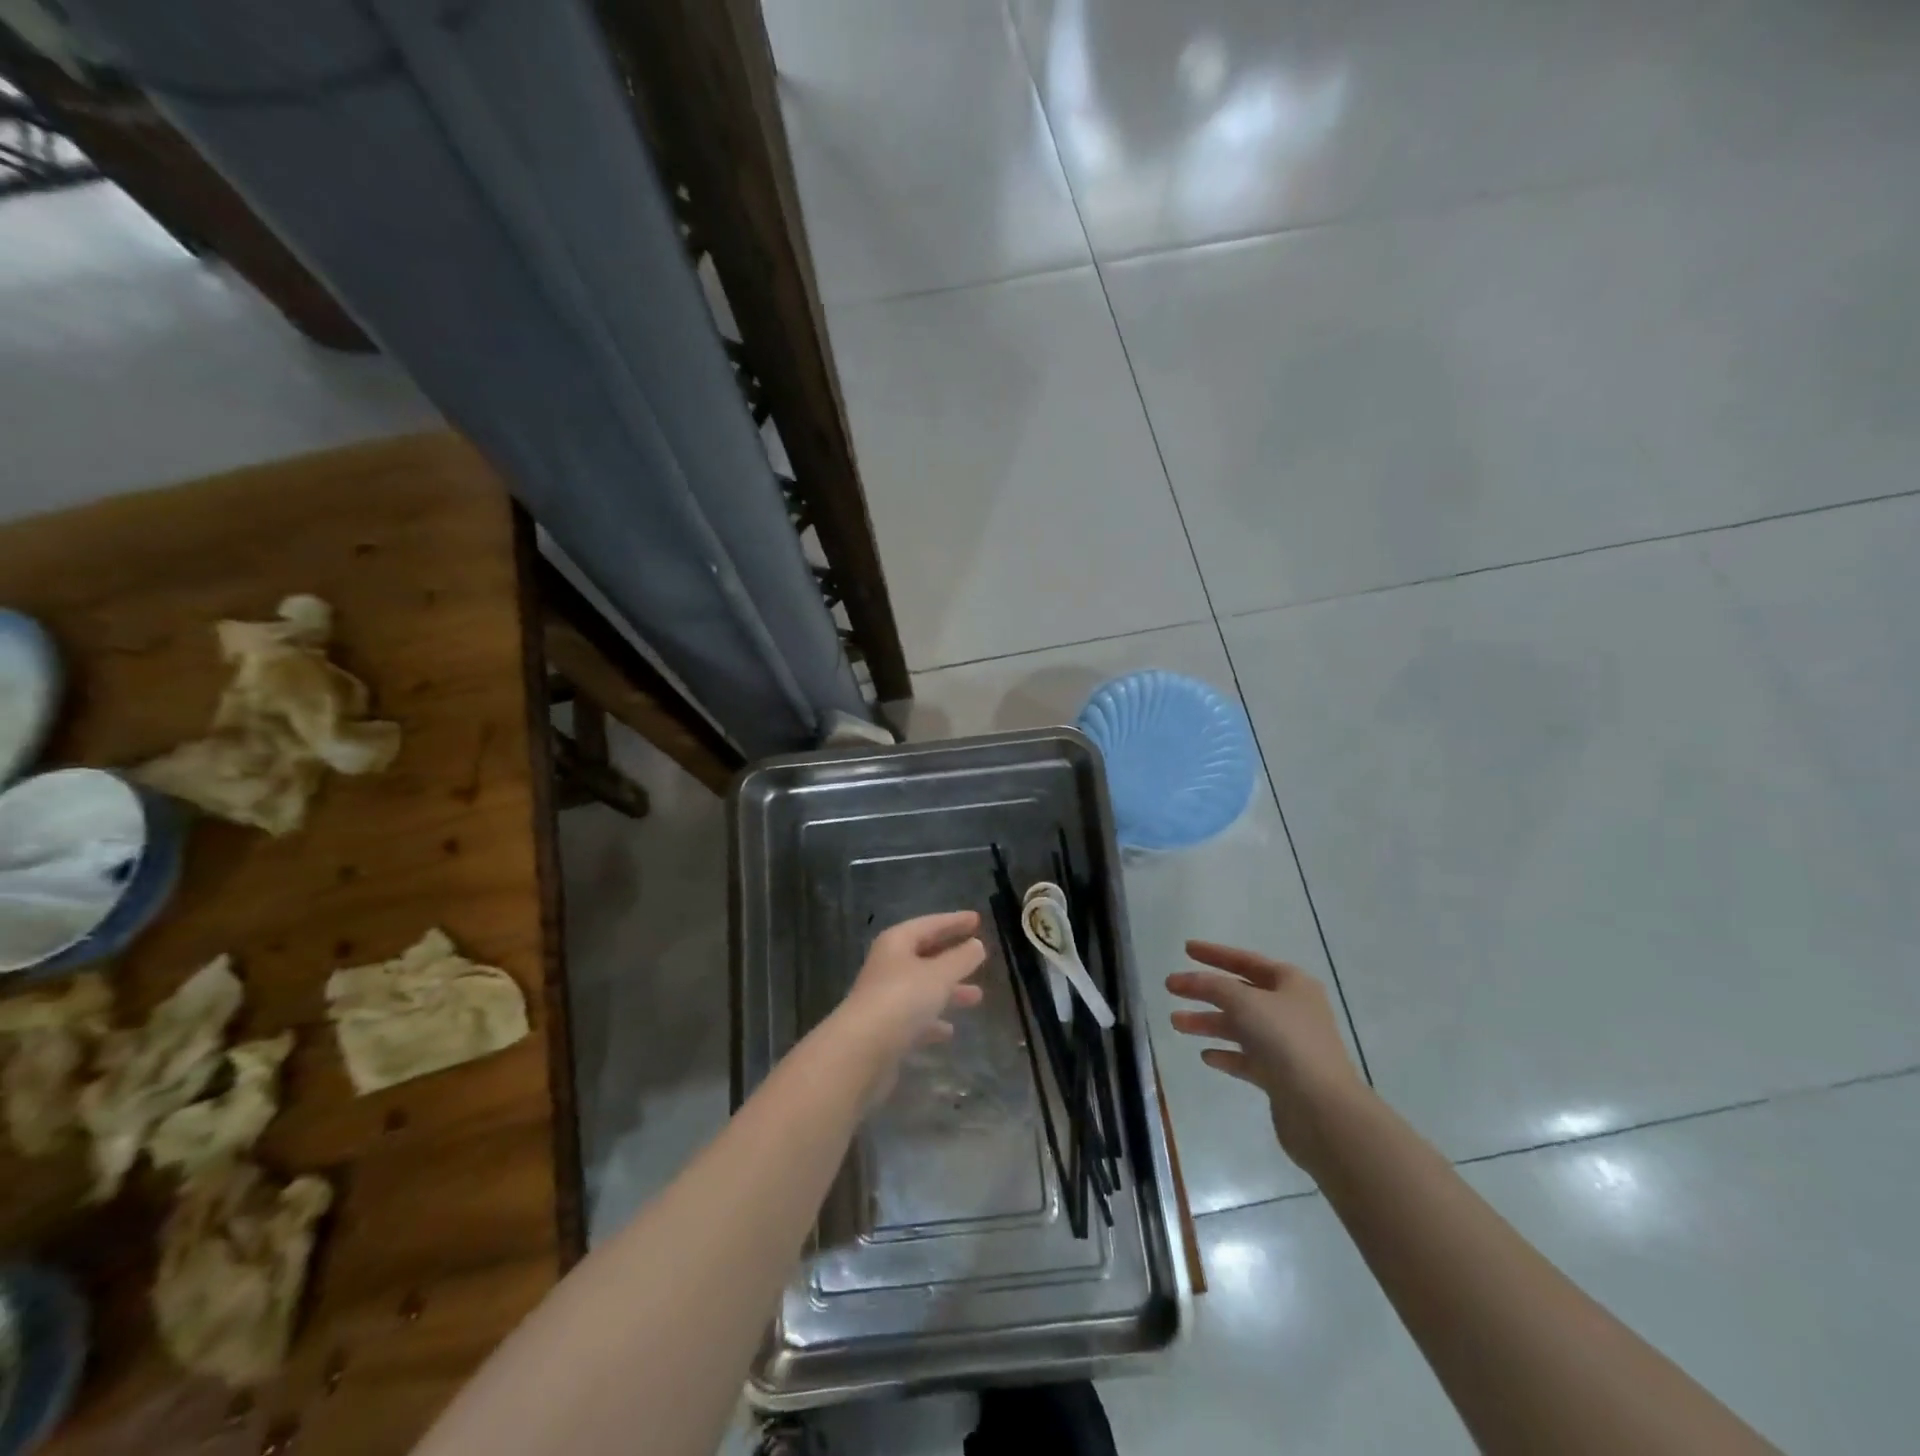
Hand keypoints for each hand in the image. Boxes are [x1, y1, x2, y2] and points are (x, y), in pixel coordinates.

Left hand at [835, 911, 986, 1074]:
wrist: (861, 1051)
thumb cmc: (902, 1000)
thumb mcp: (939, 975)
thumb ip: (961, 959)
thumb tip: (976, 945)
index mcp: (896, 943)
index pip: (929, 924)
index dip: (954, 921)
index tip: (977, 919)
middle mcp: (888, 966)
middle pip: (925, 955)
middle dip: (953, 956)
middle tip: (979, 954)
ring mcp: (885, 998)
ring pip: (923, 988)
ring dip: (949, 990)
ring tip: (977, 997)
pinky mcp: (885, 1029)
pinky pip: (915, 1018)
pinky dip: (932, 1021)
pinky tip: (949, 1031)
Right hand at [1167, 941, 1367, 1175]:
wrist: (1321, 1108)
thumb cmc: (1285, 1040)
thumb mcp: (1244, 1002)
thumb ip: (1212, 986)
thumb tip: (1188, 979)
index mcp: (1292, 984)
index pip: (1247, 960)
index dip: (1215, 954)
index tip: (1185, 949)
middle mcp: (1292, 1010)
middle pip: (1240, 994)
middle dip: (1204, 991)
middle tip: (1170, 988)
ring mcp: (1288, 1045)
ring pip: (1240, 1027)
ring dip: (1208, 1022)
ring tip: (1175, 1023)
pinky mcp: (1282, 1077)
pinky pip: (1247, 1059)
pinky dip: (1227, 1054)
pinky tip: (1206, 1056)